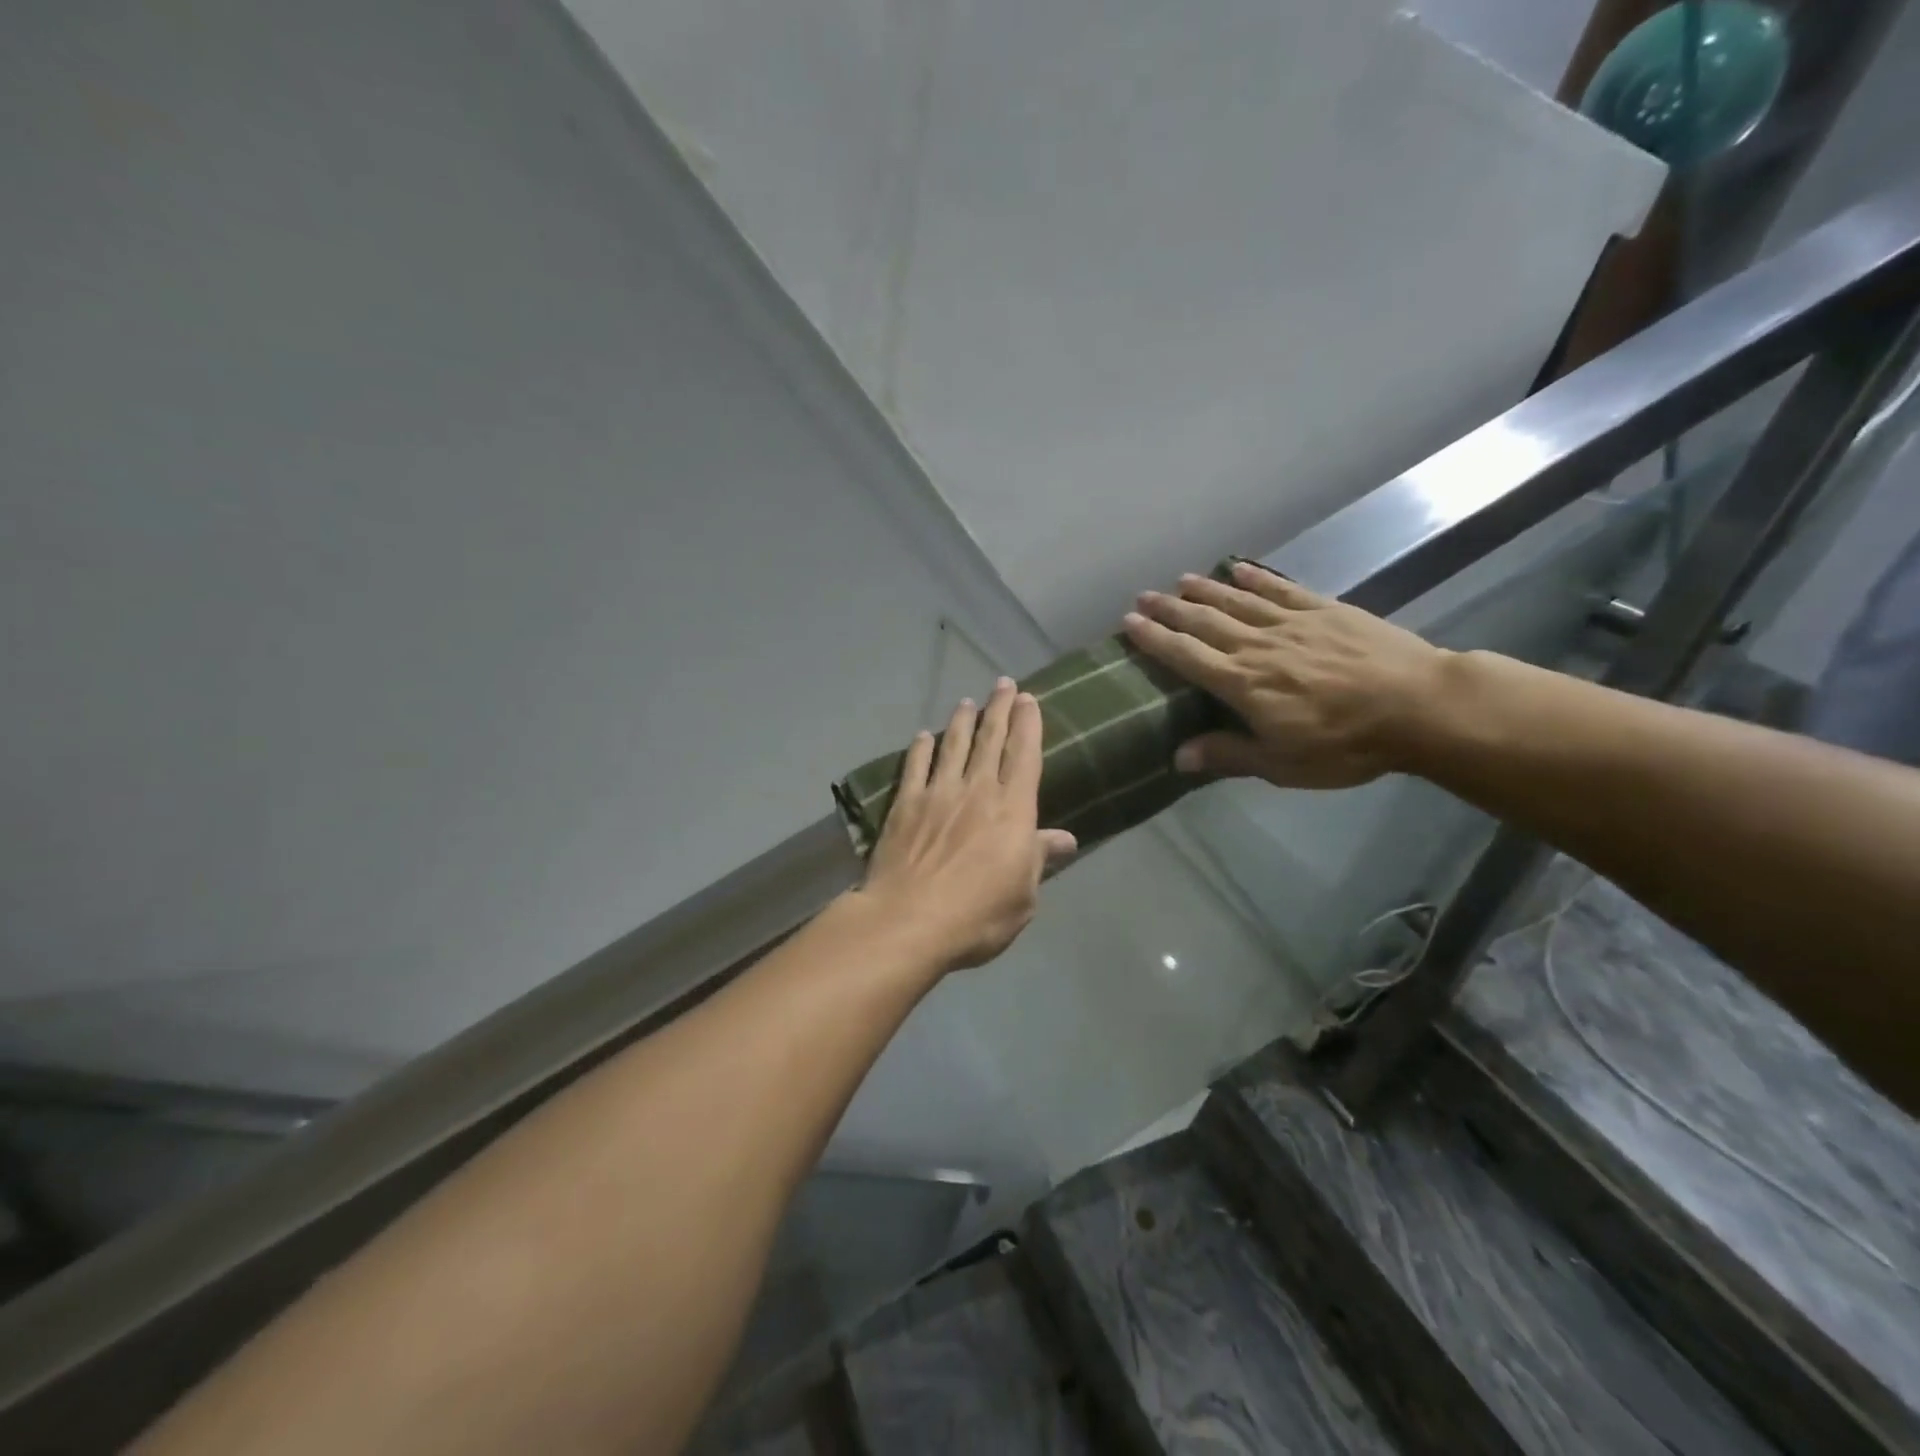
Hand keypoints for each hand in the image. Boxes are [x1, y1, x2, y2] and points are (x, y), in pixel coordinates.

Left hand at [856, 678, 1078, 971]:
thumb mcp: (1024, 896)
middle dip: (999, 709)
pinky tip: (923, 735)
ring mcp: (938, 793)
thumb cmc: (978, 916)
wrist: (909, 920)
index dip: (1028, 724)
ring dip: (962, 721)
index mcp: (1013, 810)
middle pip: (991, 740)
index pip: (1025, 755)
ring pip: (954, 745)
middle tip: (1003, 684)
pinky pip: (915, 766)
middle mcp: (977, 790)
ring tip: (967, 702)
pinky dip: (921, 748)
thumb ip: (1039, 859)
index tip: (1029, 699)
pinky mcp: (905, 804)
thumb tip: (1066, 839)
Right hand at [1121, 560, 1449, 788]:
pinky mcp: (1325, 610)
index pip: (1187, 656)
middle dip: (1171, 610)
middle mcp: (1258, 646)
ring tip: (1180, 580)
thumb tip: (1178, 757)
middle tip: (1144, 597)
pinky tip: (1240, 568)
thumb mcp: (1283, 764)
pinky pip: (1281, 589)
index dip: (1156, 639)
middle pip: (1205, 622)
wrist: (1420, 706)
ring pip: (1238, 601)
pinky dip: (1258, 577)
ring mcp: (1292, 623)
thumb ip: (1229, 755)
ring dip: (1205, 590)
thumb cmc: (1347, 744)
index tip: (1130, 623)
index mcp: (1243, 683)